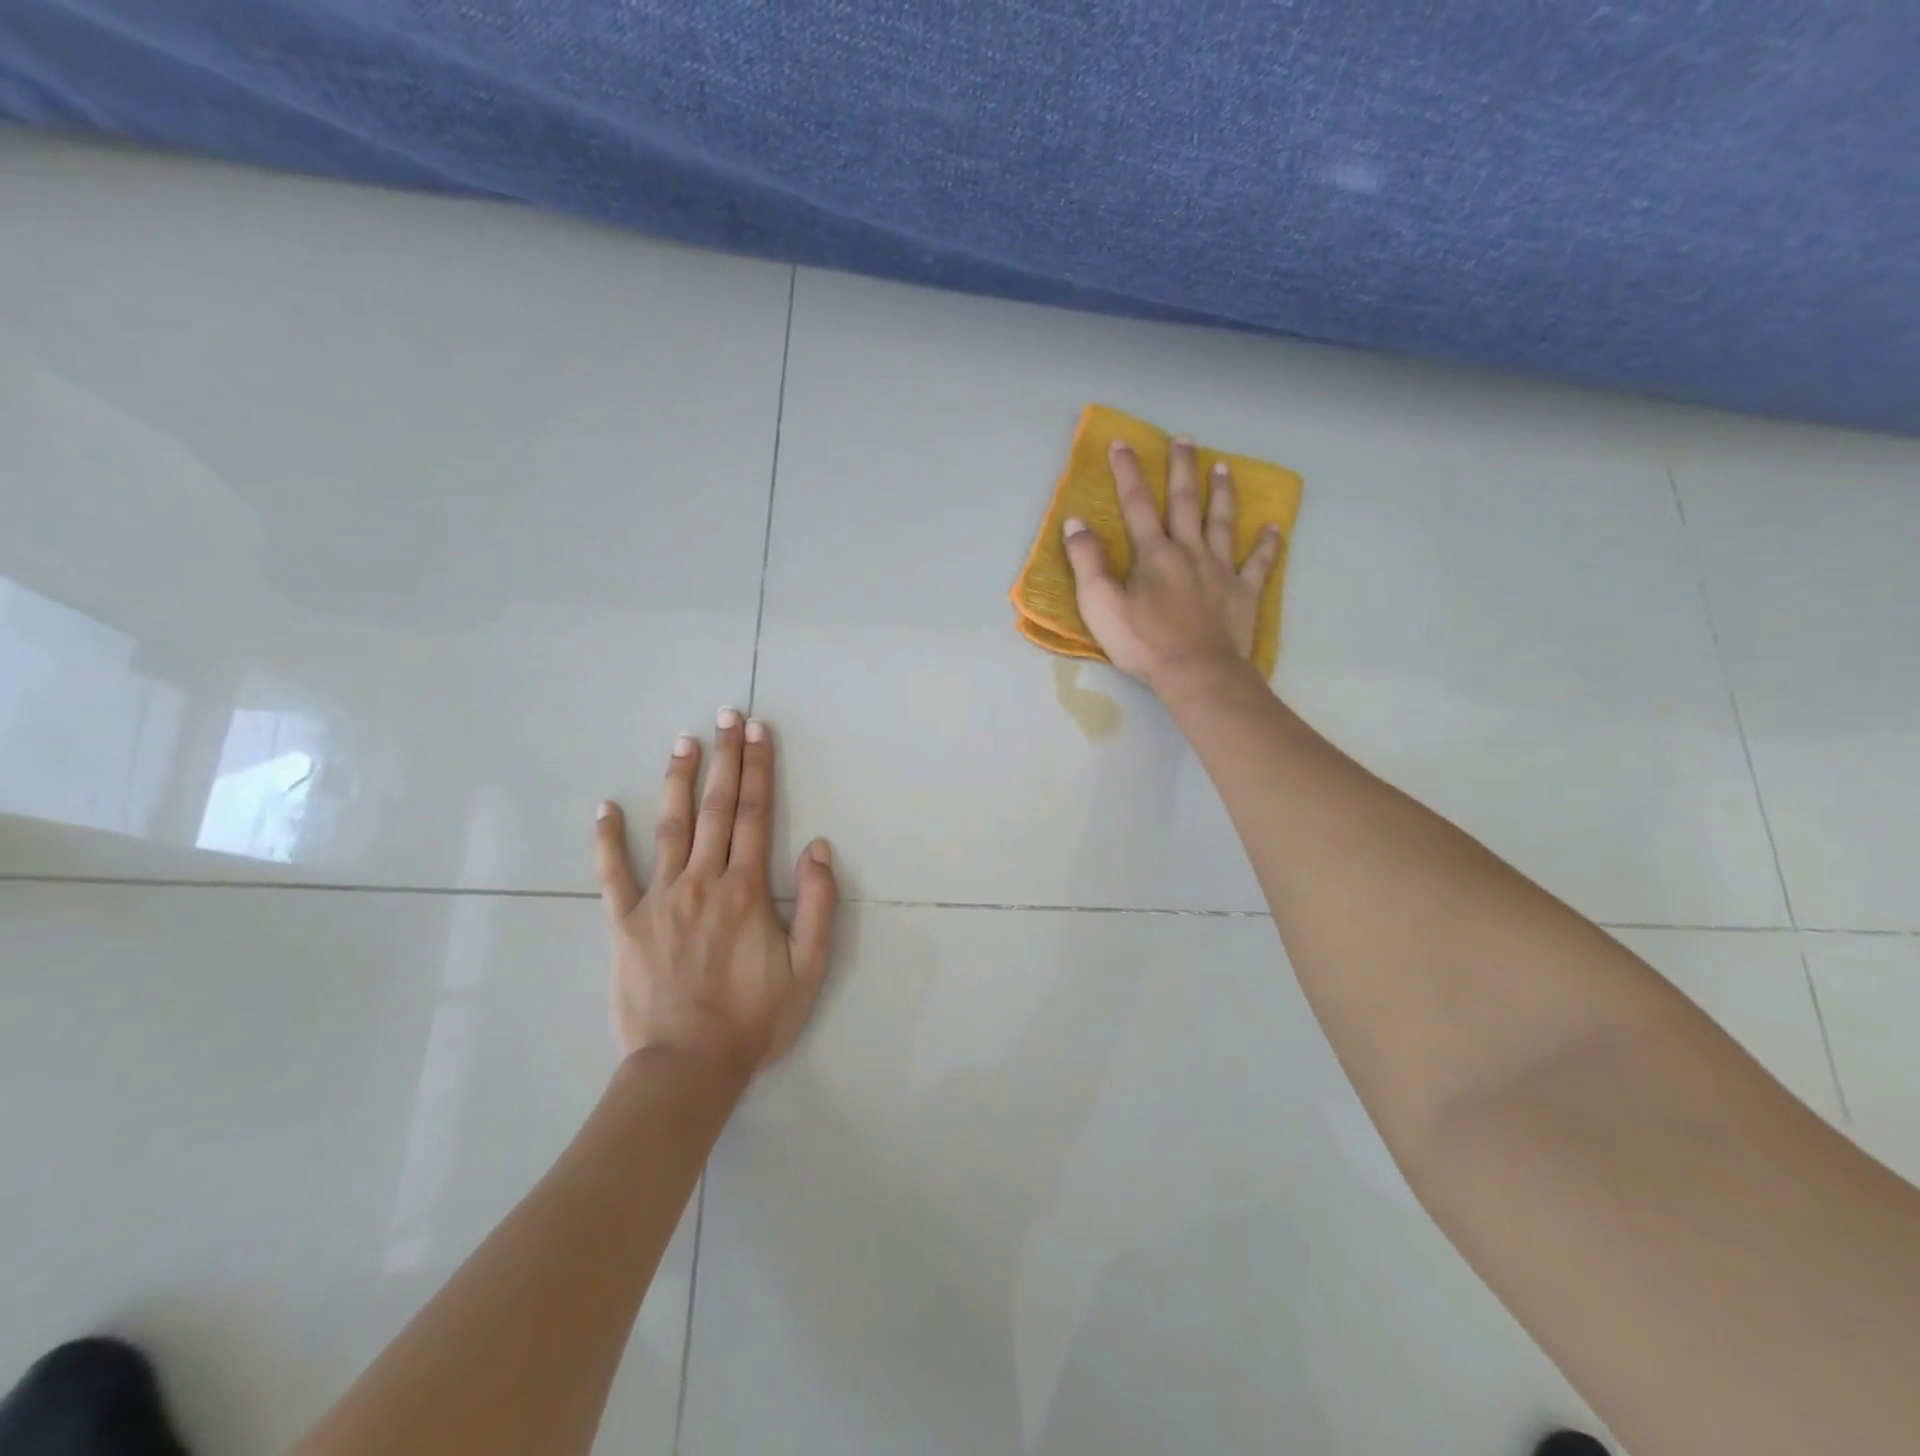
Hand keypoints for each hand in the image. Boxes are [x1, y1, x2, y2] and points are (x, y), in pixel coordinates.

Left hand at [593, 709, 836, 1079]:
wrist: (687, 1067)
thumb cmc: (754, 1019)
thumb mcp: (809, 968)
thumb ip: (819, 904)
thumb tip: (819, 847)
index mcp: (746, 889)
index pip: (755, 814)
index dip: (758, 769)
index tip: (757, 731)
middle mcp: (703, 881)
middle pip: (715, 808)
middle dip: (724, 758)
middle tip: (725, 715)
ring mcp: (659, 899)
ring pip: (668, 828)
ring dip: (676, 781)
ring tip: (682, 741)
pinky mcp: (624, 924)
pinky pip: (612, 875)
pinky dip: (607, 840)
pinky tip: (605, 807)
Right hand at [1061, 435, 1281, 694]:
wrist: (1197, 673)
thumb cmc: (1143, 642)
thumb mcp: (1100, 604)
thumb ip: (1087, 561)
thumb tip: (1076, 523)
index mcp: (1154, 553)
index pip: (1137, 504)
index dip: (1128, 472)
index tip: (1123, 443)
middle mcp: (1189, 551)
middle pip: (1185, 502)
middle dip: (1181, 469)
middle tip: (1184, 440)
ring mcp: (1221, 570)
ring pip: (1222, 523)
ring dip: (1221, 494)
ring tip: (1222, 467)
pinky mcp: (1243, 593)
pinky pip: (1259, 563)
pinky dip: (1267, 545)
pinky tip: (1273, 528)